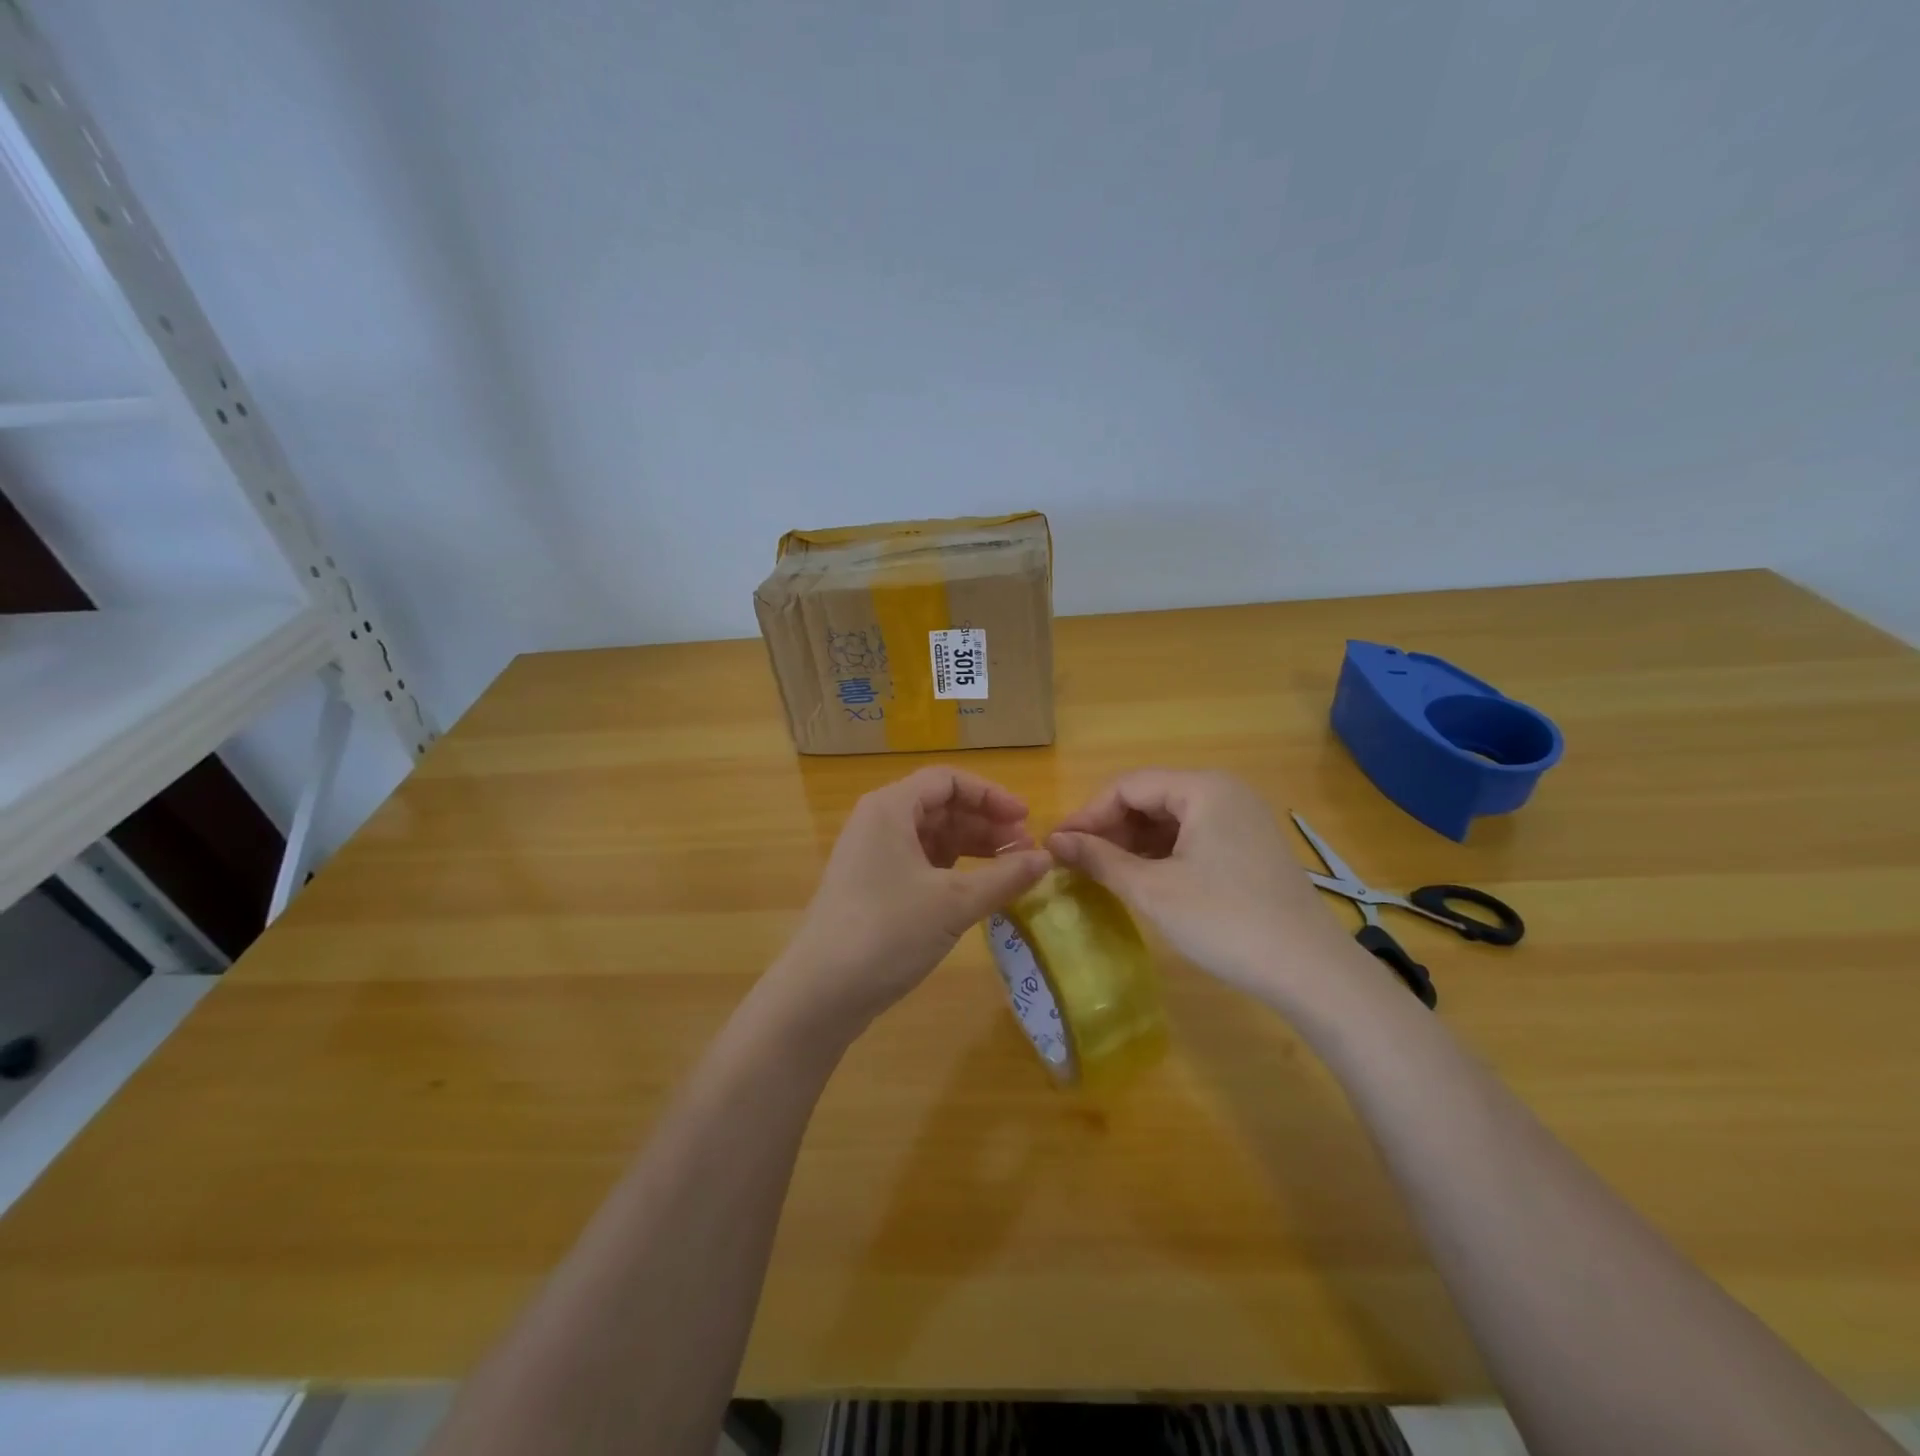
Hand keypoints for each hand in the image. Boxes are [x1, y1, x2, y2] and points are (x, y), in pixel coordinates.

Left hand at [774, 767, 1051, 1040]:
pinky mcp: (872, 887)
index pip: (948, 781)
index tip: (1026, 820)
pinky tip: (979, 890)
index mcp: (890, 808)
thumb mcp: (954, 903)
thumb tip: (1046, 859)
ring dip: (972, 848)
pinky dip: (952, 871)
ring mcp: (872, 856)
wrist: (820, 993)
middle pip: (940, 807)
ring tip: (1010, 871)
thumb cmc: (888, 932)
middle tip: (1025, 851)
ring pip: (931, 837)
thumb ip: (1004, 877)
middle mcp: (878, 823)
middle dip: (986, 825)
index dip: (991, 796)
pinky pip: (920, 863)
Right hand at [1048, 769, 1356, 1004]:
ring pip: (1170, 819)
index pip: (1128, 786)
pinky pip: (1192, 837)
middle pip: (1150, 798)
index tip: (1056, 845)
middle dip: (1109, 828)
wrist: (1311, 972)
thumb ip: (1100, 859)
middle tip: (1076, 861)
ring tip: (1102, 872)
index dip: (1087, 814)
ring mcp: (1241, 820)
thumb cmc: (1225, 922)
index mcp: (1203, 788)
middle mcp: (1224, 792)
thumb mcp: (1153, 890)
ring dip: (1133, 842)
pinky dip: (1161, 854)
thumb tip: (1054, 841)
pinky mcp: (1249, 847)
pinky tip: (1142, 879)